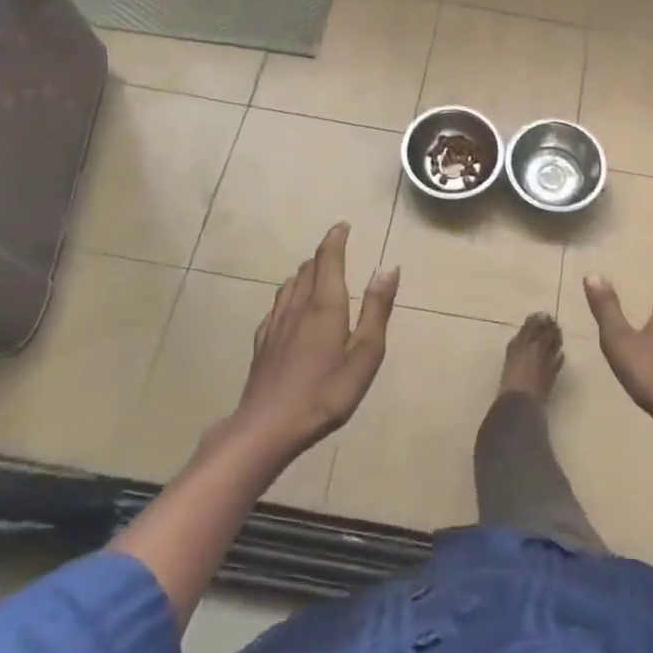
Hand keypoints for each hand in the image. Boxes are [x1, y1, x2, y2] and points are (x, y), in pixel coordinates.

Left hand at [227, 222, 399, 465]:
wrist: (266, 427)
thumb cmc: (324, 393)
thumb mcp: (364, 355)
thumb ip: (376, 310)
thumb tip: (388, 268)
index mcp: (325, 306)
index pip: (328, 260)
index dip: (336, 239)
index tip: (343, 225)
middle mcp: (298, 307)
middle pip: (308, 269)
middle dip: (323, 254)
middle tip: (335, 246)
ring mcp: (276, 325)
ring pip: (290, 285)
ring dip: (305, 271)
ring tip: (316, 270)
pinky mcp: (264, 343)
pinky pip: (278, 305)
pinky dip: (289, 293)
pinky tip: (290, 305)